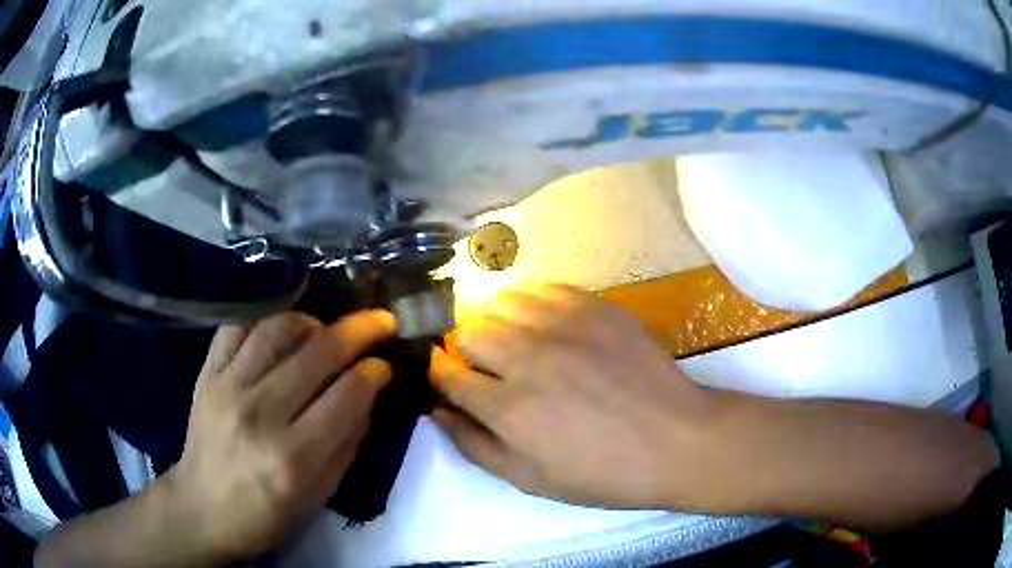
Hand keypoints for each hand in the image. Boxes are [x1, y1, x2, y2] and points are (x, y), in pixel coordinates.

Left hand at [166, 310, 394, 560]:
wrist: (202, 508)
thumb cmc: (265, 514)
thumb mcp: (318, 497)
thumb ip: (346, 445)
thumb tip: (367, 396)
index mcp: (293, 457)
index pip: (346, 396)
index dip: (373, 373)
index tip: (385, 365)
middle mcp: (261, 414)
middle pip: (317, 354)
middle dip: (358, 331)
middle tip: (380, 322)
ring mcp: (229, 387)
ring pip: (278, 330)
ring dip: (313, 321)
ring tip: (327, 328)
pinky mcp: (207, 374)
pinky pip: (237, 326)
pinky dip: (265, 317)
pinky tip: (282, 325)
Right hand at [429, 285, 715, 508]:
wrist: (675, 441)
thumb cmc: (602, 472)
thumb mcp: (530, 479)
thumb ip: (474, 445)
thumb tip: (437, 411)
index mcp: (509, 408)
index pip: (448, 374)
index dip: (439, 373)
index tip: (445, 375)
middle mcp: (528, 358)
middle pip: (467, 330)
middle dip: (463, 349)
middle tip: (484, 366)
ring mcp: (565, 326)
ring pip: (500, 301)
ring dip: (494, 321)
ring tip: (511, 340)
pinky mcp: (595, 307)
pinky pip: (543, 288)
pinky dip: (531, 303)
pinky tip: (544, 323)